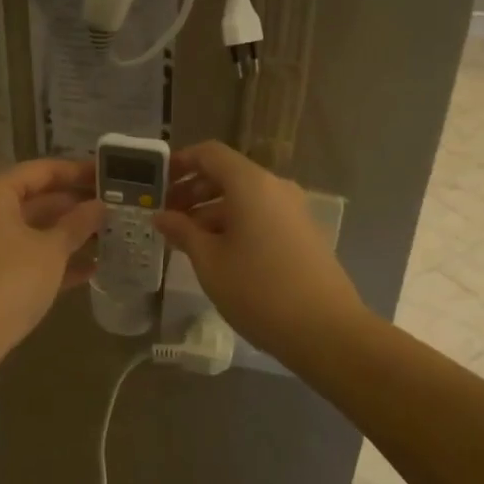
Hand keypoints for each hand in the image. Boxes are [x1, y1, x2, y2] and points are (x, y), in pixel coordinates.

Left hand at [0, 158, 102, 369]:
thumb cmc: (10, 280)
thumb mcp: (51, 250)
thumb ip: (77, 223)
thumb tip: (100, 205)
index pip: (43, 170)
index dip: (78, 172)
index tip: (111, 175)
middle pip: (38, 198)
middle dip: (77, 206)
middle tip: (117, 207)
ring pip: (34, 229)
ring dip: (70, 234)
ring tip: (112, 236)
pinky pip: (26, 255)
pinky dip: (54, 259)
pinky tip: (92, 269)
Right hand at [153, 141, 366, 366]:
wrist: (326, 330)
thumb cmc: (258, 290)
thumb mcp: (209, 262)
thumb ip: (182, 231)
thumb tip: (160, 216)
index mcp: (250, 184)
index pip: (209, 153)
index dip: (180, 162)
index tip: (157, 184)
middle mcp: (275, 187)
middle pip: (227, 174)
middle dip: (193, 190)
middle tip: (166, 216)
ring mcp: (293, 210)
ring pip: (244, 198)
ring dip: (211, 211)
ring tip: (186, 240)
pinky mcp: (302, 233)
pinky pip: (261, 215)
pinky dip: (234, 224)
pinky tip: (217, 254)